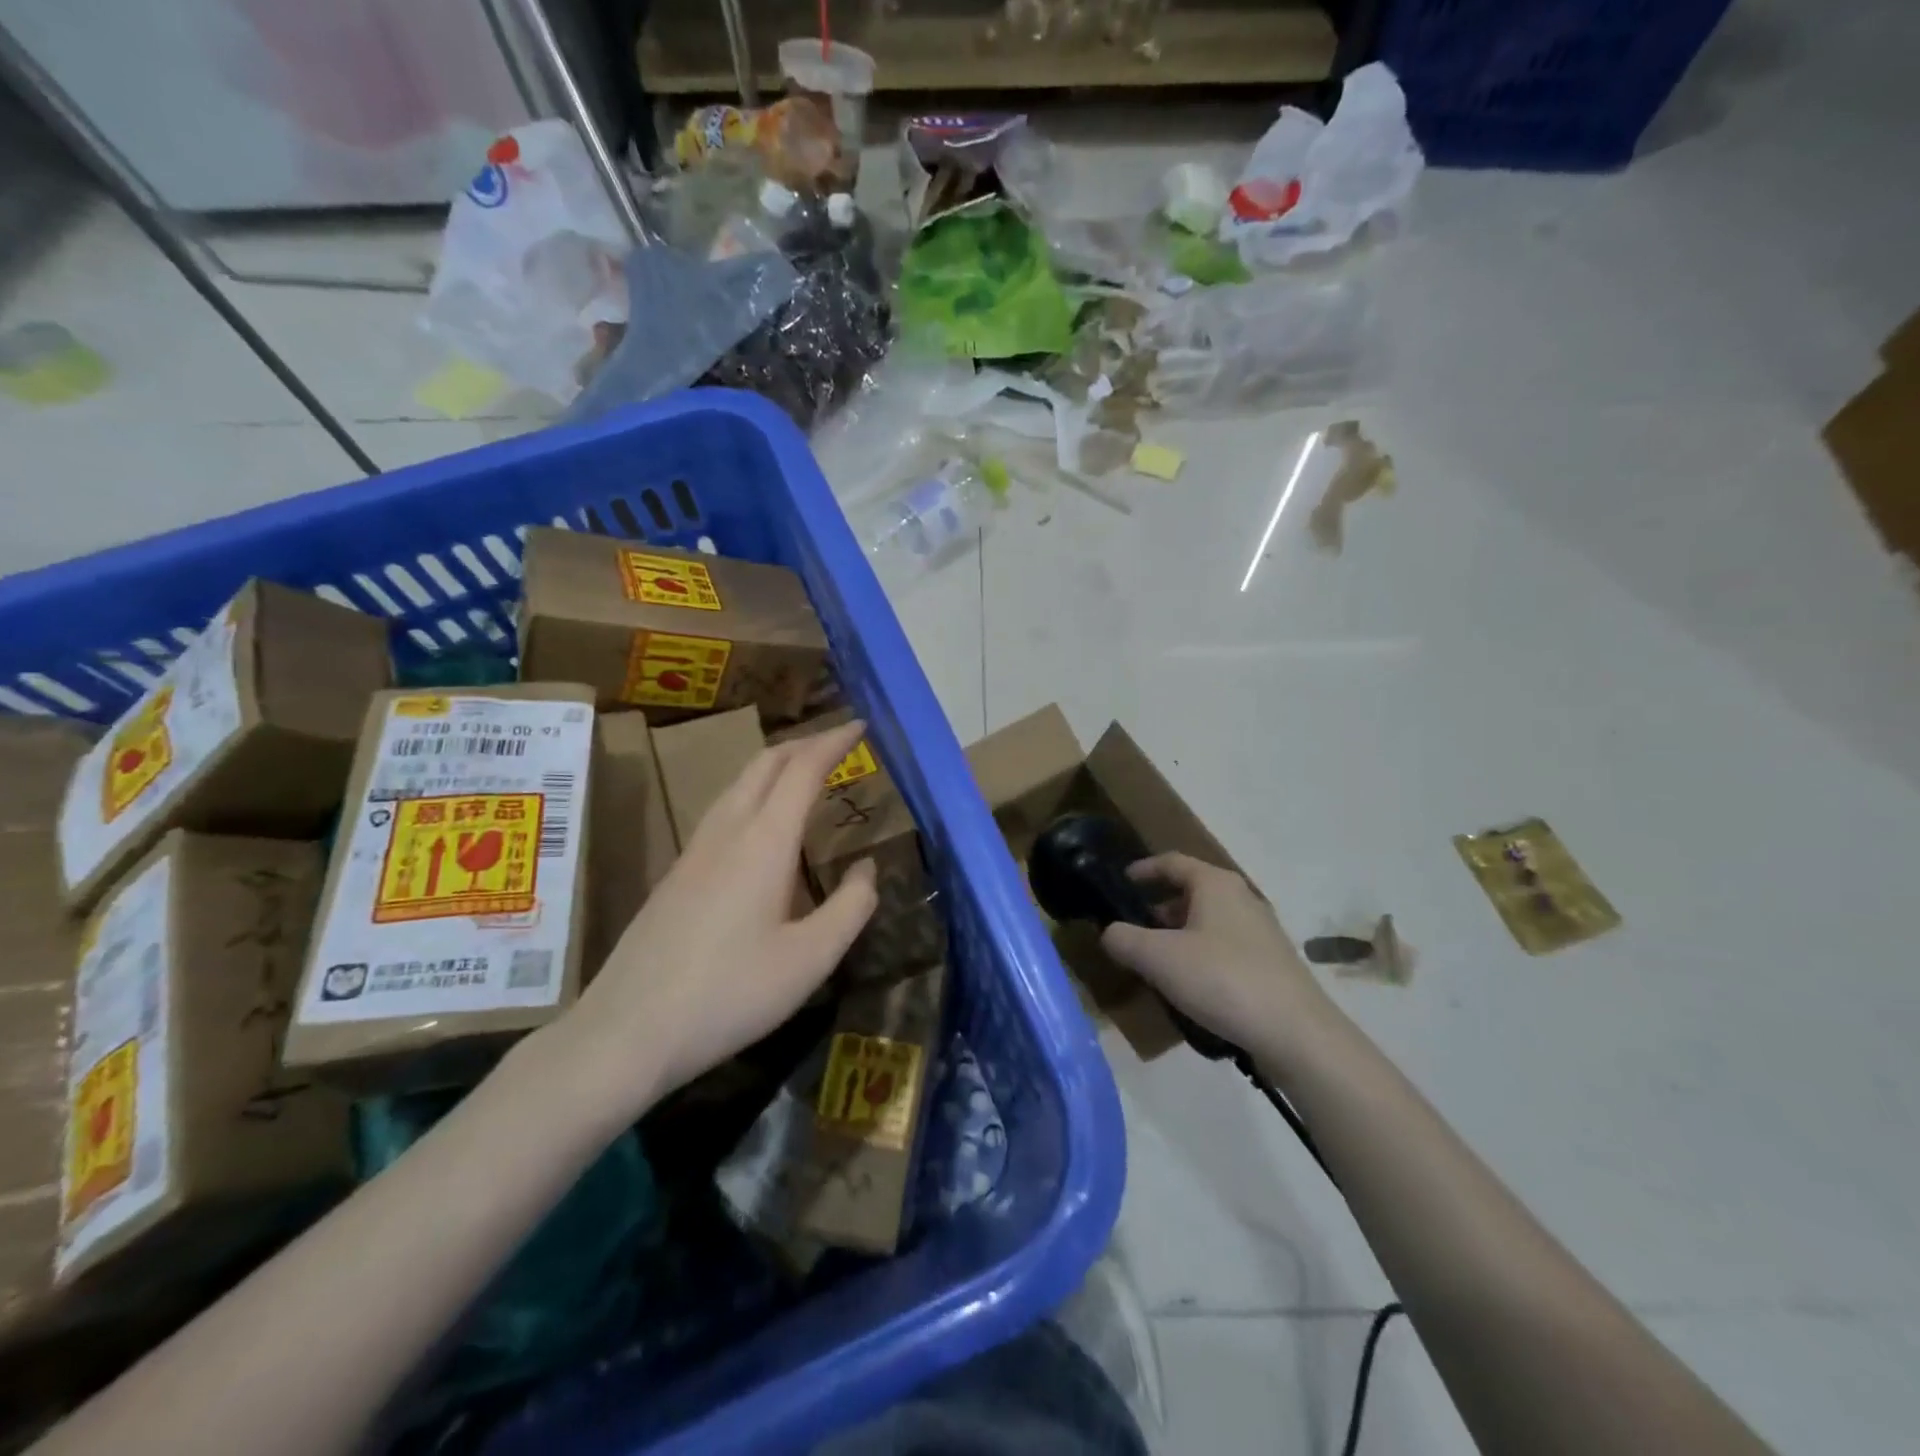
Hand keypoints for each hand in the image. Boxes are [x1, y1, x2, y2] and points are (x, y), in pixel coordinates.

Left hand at [560, 720, 877, 1116]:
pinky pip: (724, 809)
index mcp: (764, 841)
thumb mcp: (811, 959)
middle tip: (839, 743)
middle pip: (765, 764)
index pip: (803, 769)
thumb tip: (867, 868)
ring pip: (739, 784)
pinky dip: (756, 793)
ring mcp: (695, 850)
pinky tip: (763, 827)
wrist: (628, 1031)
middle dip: (804, 743)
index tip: (861, 725)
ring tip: (806, 775)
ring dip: (776, 766)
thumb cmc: (730, 994)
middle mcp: (727, 831)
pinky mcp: (677, 873)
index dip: (834, 742)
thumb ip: (851, 907)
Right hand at [1100, 852, 1331, 1064]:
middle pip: (1192, 891)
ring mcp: (1261, 931)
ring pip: (1209, 921)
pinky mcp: (1272, 963)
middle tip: (1133, 929)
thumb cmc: (1222, 980)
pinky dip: (1202, 955)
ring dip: (1180, 935)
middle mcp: (1241, 898)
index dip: (1143, 869)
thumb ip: (1124, 940)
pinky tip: (1192, 986)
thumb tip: (1110, 932)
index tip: (1121, 882)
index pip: (1172, 862)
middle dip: (1159, 908)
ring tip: (1157, 963)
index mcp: (1215, 884)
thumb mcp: (1158, 958)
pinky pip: (1225, 946)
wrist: (1296, 1033)